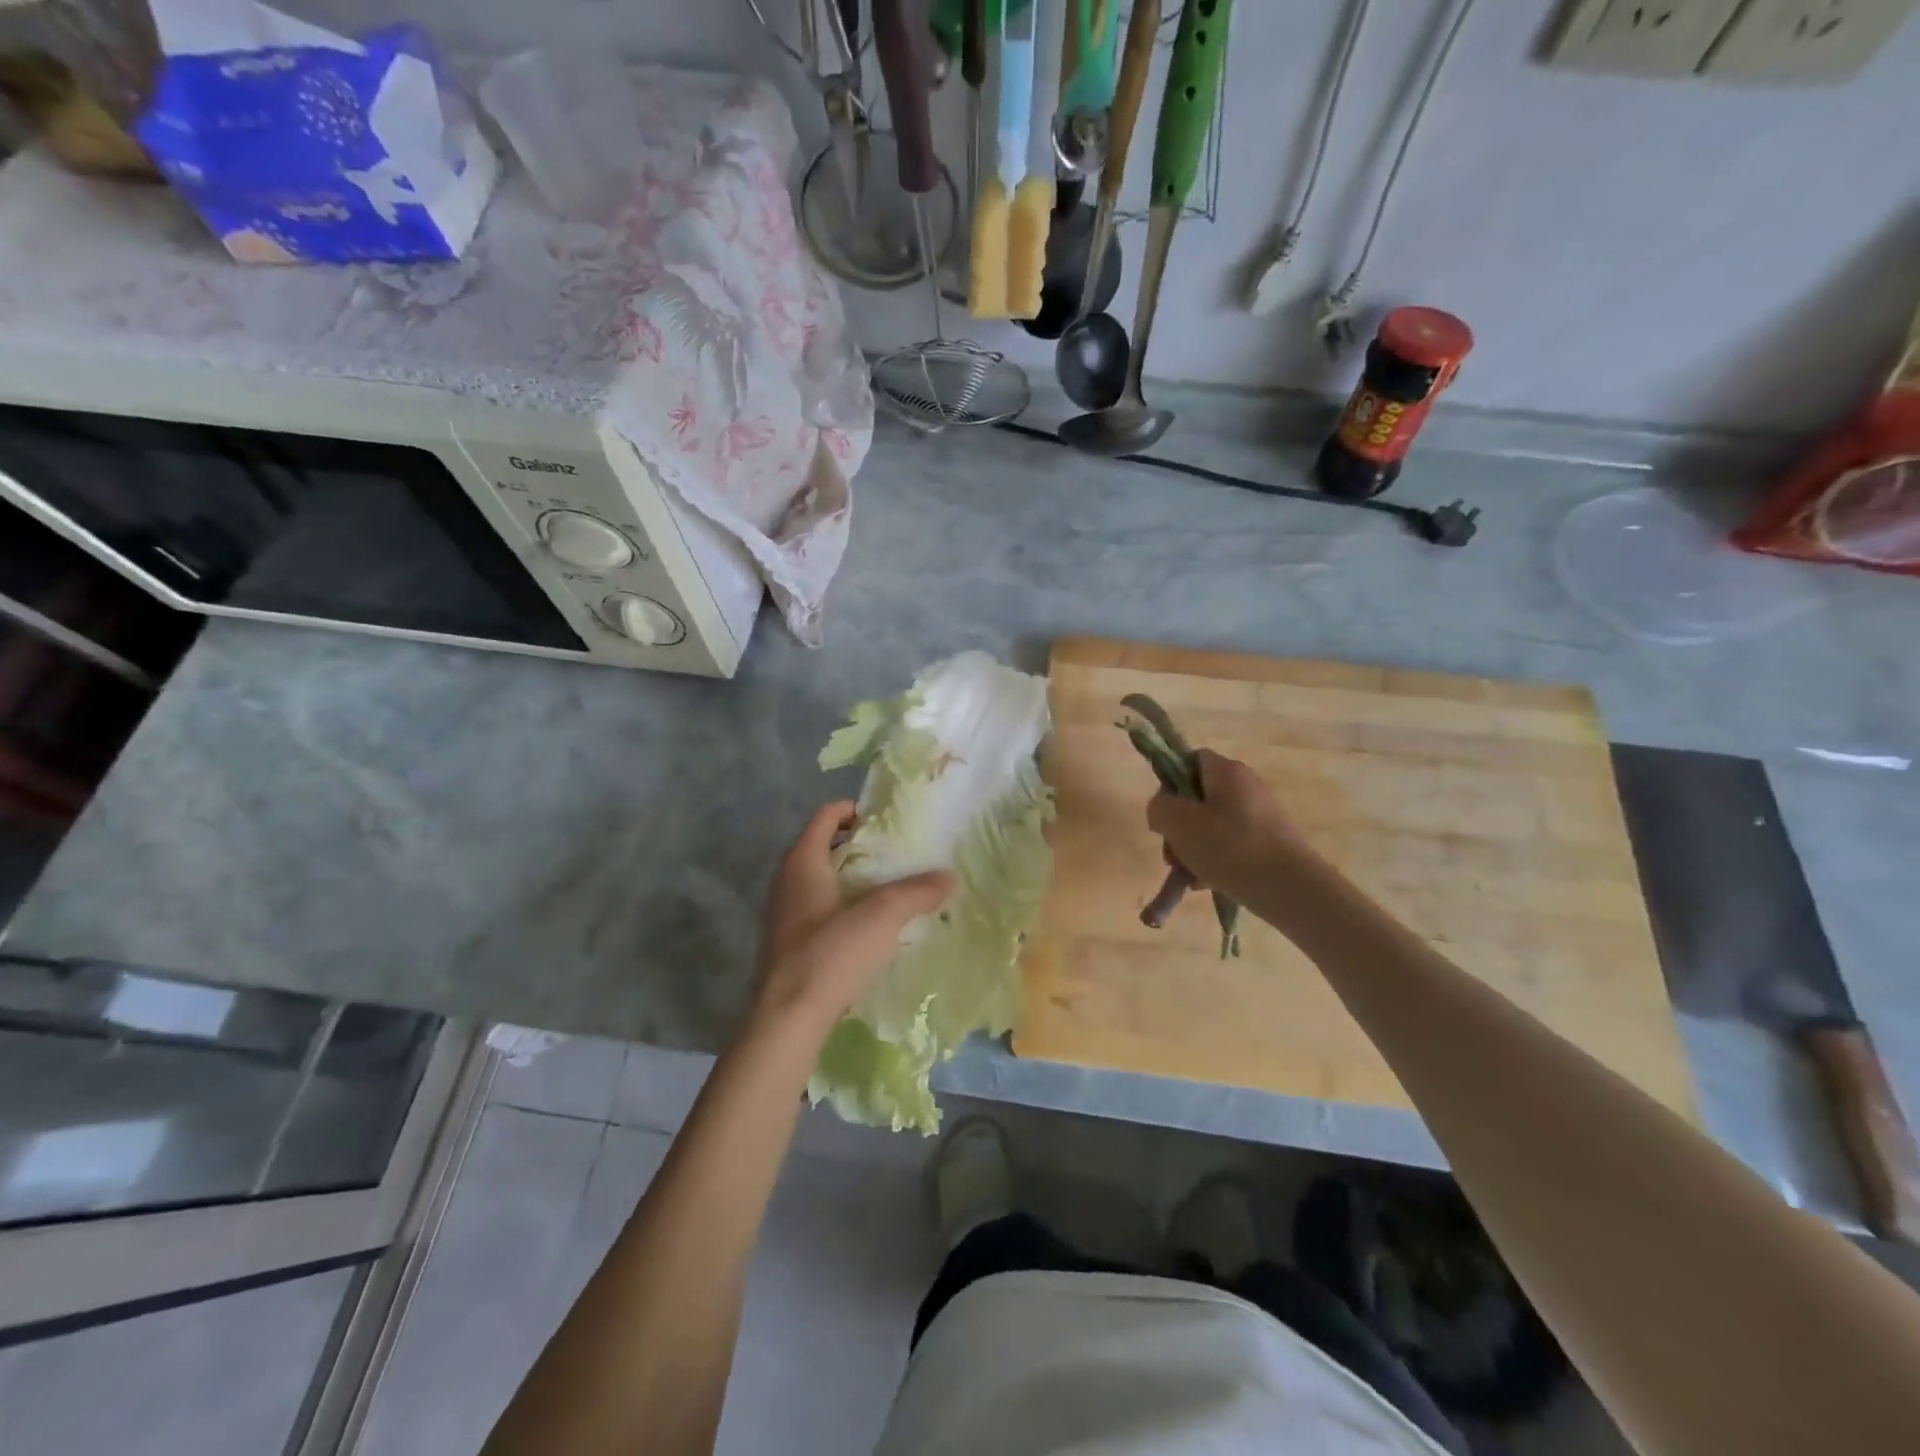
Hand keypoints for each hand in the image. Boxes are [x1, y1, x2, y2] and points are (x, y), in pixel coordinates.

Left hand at [752, 801, 953, 1039]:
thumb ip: (917, 892)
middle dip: (860, 846)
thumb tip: (949, 877)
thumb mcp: (883, 916)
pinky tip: (872, 928)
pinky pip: (821, 911)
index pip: (826, 816)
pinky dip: (845, 908)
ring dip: (854, 879)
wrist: (789, 1019)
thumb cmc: (831, 953)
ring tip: (892, 890)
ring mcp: (785, 915)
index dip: (855, 809)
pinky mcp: (789, 945)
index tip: (887, 820)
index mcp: (802, 862)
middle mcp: (787, 881)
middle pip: (825, 847)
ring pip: (823, 881)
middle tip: (898, 854)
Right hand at [1146, 749, 1310, 907]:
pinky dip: (1216, 861)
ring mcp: (1261, 814)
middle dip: (1179, 826)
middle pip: (1198, 797)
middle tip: (1172, 854)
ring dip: (1193, 848)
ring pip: (1212, 825)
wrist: (1292, 889)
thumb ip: (1159, 807)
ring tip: (1189, 876)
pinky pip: (1231, 844)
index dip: (1170, 782)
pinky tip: (1208, 883)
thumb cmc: (1230, 848)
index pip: (1189, 759)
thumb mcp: (1179, 824)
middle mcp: (1246, 785)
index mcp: (1226, 771)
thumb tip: (1163, 809)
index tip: (1164, 813)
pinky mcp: (1270, 841)